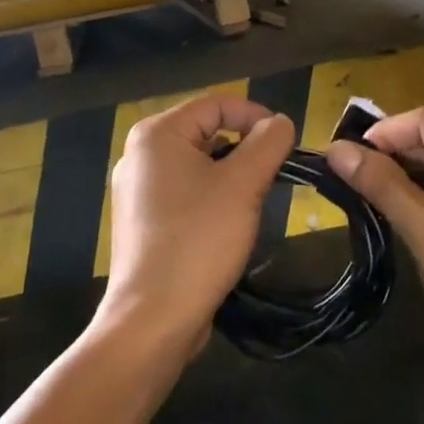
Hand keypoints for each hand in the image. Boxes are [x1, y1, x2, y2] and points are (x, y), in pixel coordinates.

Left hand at [100, 96, 294, 359]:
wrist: (153, 319)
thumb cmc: (198, 240)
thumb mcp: (243, 185)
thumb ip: (267, 143)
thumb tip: (280, 122)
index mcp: (156, 134)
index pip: (216, 104)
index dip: (255, 116)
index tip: (287, 142)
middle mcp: (139, 154)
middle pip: (206, 132)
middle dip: (244, 149)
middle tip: (273, 175)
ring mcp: (137, 190)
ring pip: (198, 165)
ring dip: (230, 176)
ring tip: (253, 202)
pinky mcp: (143, 221)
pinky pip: (185, 193)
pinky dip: (211, 198)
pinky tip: (227, 225)